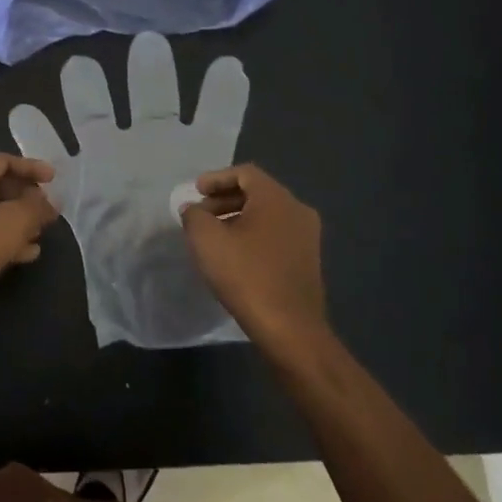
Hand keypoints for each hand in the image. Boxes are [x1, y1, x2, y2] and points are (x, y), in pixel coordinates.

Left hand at [0, 154, 58, 317]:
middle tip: (47, 212)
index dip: (31, 167)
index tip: (53, 180)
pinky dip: (2, 240)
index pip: (2, 161)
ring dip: (17, 223)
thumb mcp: (15, 222)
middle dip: (25, 198)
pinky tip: (23, 256)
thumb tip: (50, 203)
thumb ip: (37, 208)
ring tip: (39, 236)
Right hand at [178, 165, 329, 349]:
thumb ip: (194, 216)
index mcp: (277, 198)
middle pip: (257, 192)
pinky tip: (235, 256)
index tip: (195, 192)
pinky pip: (276, 235)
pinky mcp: (308, 260)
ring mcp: (307, 236)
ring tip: (213, 236)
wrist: (290, 328)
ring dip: (237, 218)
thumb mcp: (206, 240)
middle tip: (200, 214)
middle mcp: (297, 210)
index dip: (216, 178)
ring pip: (267, 215)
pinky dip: (253, 235)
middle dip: (224, 199)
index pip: (245, 173)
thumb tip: (193, 209)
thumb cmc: (246, 276)